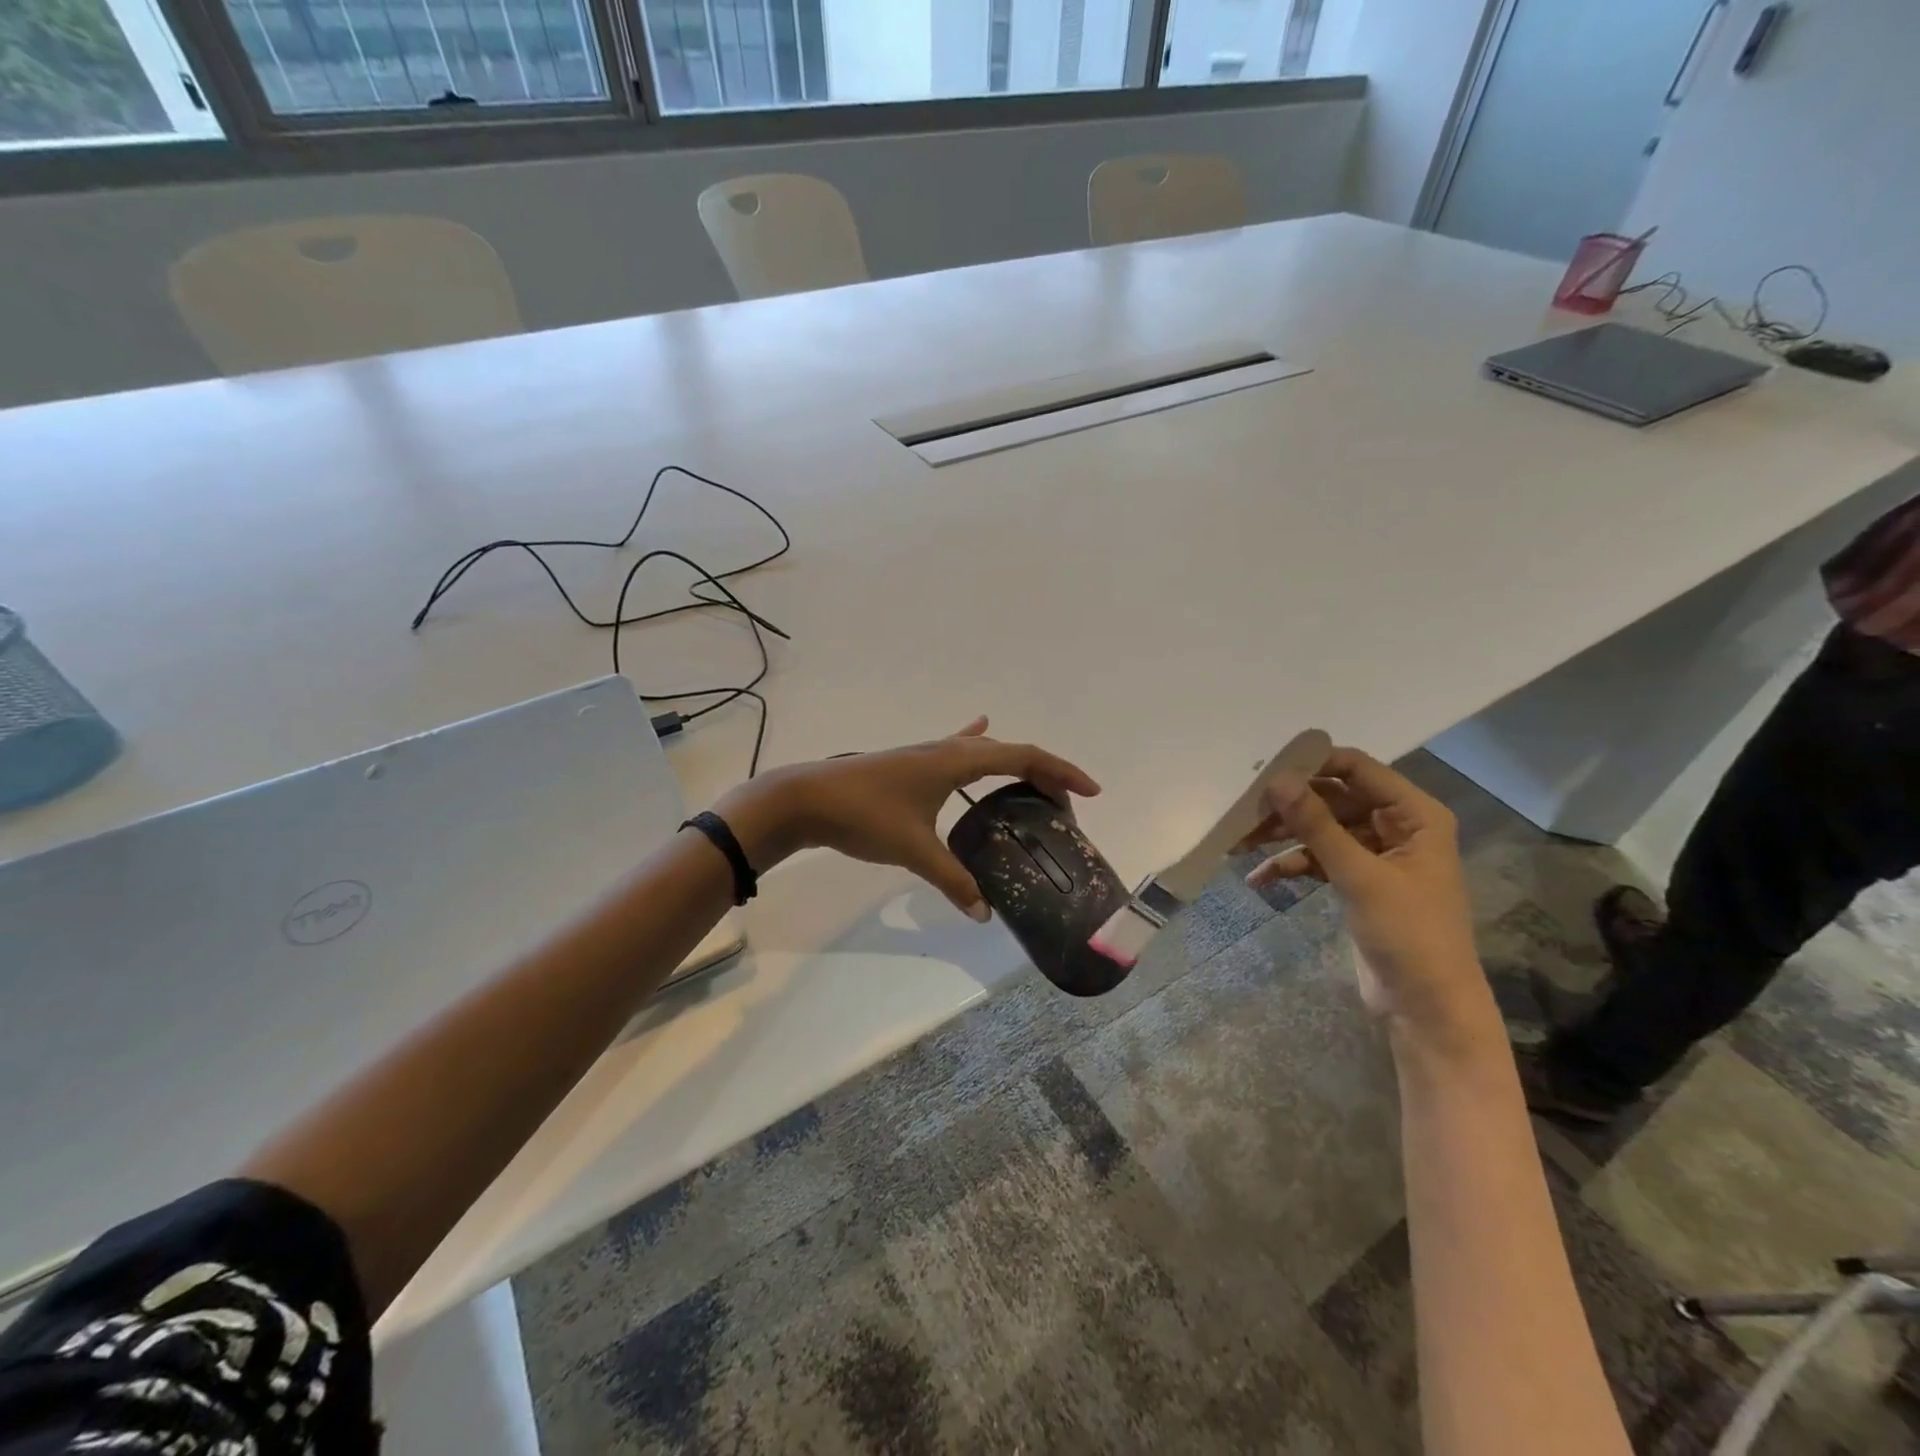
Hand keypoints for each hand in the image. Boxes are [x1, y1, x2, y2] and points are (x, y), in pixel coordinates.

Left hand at [714, 717, 1099, 919]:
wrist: (805, 799)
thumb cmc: (863, 816)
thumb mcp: (913, 850)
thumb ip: (953, 880)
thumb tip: (984, 914)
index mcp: (956, 760)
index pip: (1023, 756)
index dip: (1060, 771)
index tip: (1090, 792)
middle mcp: (947, 750)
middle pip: (1009, 752)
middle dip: (1043, 774)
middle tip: (1064, 807)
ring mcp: (927, 754)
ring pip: (983, 751)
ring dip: (1013, 764)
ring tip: (1034, 786)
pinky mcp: (911, 765)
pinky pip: (955, 749)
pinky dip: (974, 741)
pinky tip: (978, 727)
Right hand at [1240, 748, 1487, 1036]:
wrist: (1427, 1007)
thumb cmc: (1408, 934)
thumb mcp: (1359, 875)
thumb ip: (1316, 824)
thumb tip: (1276, 780)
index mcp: (1415, 814)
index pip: (1357, 769)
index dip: (1312, 765)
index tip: (1266, 772)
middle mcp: (1397, 826)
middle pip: (1333, 798)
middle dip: (1290, 805)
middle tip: (1244, 811)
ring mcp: (1376, 854)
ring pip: (1321, 828)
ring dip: (1284, 835)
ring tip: (1239, 843)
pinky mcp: (1358, 881)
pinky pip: (1319, 859)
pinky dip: (1291, 865)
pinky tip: (1259, 878)